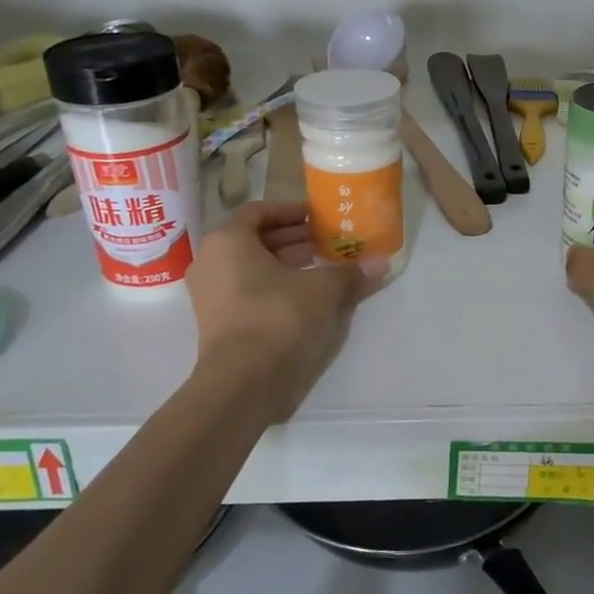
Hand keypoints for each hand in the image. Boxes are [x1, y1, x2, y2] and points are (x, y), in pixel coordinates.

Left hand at [186, 201, 385, 418]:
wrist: (245, 382)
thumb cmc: (278, 317)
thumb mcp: (323, 289)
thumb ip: (350, 272)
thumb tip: (382, 262)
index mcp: (227, 241)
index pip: (259, 212)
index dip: (291, 211)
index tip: (318, 216)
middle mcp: (211, 262)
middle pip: (255, 240)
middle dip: (293, 239)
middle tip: (327, 241)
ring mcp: (211, 296)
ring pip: (252, 268)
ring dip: (287, 264)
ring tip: (323, 266)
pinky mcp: (219, 323)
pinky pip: (249, 292)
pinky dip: (276, 287)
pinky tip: (309, 296)